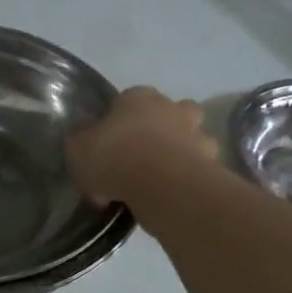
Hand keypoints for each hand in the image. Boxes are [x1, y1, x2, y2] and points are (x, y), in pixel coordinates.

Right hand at [66, 87, 215, 205]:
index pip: (126, 99)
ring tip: (161, 180)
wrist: (163, 185)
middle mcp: (172, 107)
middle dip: (160, 128)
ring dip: (181, 152)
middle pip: (169, 111)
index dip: (116, 121)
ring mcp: (197, 134)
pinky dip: (189, 178)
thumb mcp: (78, 149)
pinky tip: (172, 195)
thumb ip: (79, 140)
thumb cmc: (115, 157)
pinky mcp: (212, 162)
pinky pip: (199, 168)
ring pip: (191, 138)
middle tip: (141, 156)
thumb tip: (81, 138)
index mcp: (138, 96)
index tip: (107, 146)